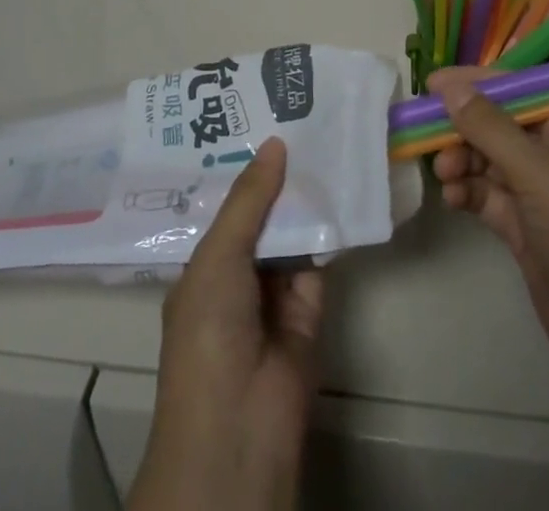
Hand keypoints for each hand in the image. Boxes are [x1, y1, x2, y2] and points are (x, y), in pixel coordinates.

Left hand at [127, 137, 322, 510]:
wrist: (240, 425)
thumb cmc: (209, 332)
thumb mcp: (218, 256)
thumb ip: (249, 201)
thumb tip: (275, 144)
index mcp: (204, 266)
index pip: (225, 208)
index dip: (243, 170)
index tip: (263, 124)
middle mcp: (238, 275)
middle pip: (262, 217)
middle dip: (279, 178)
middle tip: (303, 123)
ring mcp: (274, 294)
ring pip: (293, 235)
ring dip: (307, 200)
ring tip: (327, 142)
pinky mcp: (310, 309)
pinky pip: (320, 261)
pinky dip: (331, 231)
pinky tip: (344, 188)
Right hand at [428, 67, 548, 413]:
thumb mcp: (537, 174)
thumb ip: (489, 127)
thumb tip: (449, 86)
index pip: (518, 87)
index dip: (475, 82)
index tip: (431, 84)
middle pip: (498, 122)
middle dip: (463, 128)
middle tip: (427, 137)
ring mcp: (540, 189)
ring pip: (488, 158)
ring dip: (461, 161)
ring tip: (444, 176)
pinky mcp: (525, 225)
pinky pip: (487, 194)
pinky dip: (468, 192)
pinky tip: (453, 200)